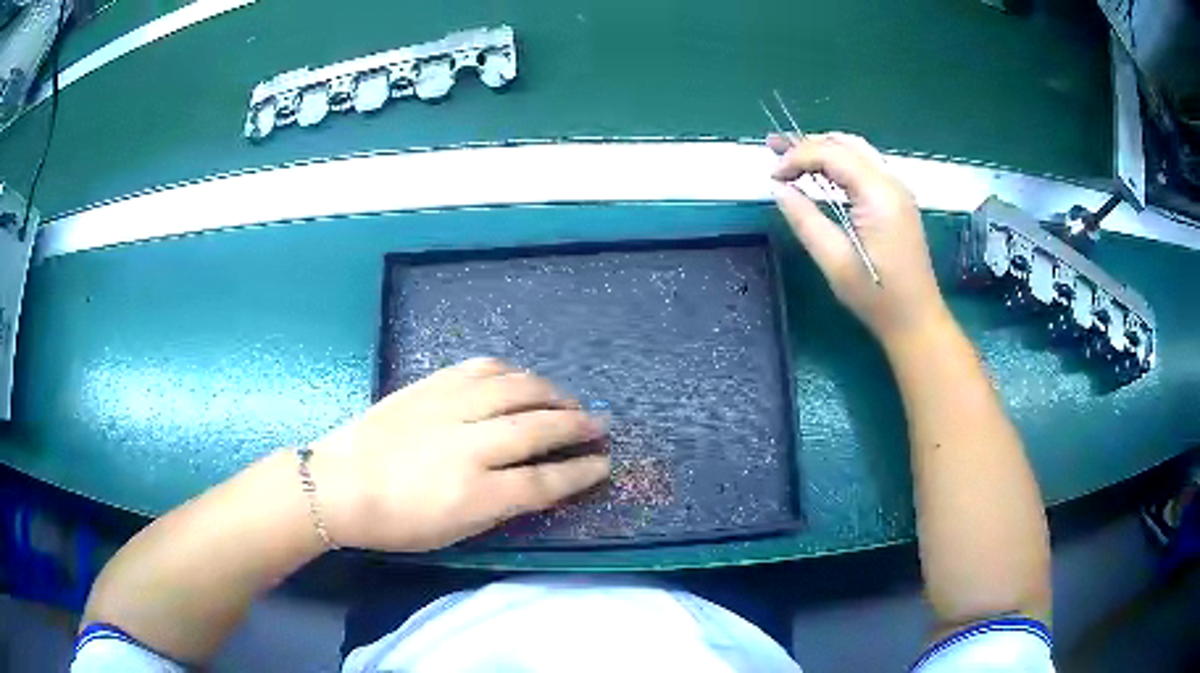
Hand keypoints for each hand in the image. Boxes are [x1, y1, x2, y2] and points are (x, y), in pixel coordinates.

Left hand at [307, 358, 609, 551]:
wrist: (338, 485)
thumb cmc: (395, 523)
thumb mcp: (453, 532)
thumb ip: (499, 506)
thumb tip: (536, 482)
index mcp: (474, 494)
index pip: (544, 481)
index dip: (580, 472)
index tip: (603, 463)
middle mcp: (468, 445)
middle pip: (538, 427)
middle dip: (577, 425)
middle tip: (600, 425)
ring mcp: (448, 408)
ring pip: (515, 388)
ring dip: (551, 392)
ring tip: (567, 400)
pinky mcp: (429, 386)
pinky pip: (480, 368)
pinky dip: (510, 372)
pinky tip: (520, 379)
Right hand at [769, 132, 950, 344]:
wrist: (917, 320)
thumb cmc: (877, 296)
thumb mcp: (835, 262)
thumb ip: (805, 219)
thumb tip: (778, 188)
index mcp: (878, 194)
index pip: (831, 153)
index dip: (796, 157)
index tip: (771, 177)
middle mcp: (891, 181)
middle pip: (844, 143)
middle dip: (807, 144)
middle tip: (773, 151)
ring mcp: (898, 189)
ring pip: (856, 149)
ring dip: (823, 149)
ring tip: (791, 156)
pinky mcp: (899, 200)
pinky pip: (865, 165)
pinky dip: (839, 163)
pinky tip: (821, 175)